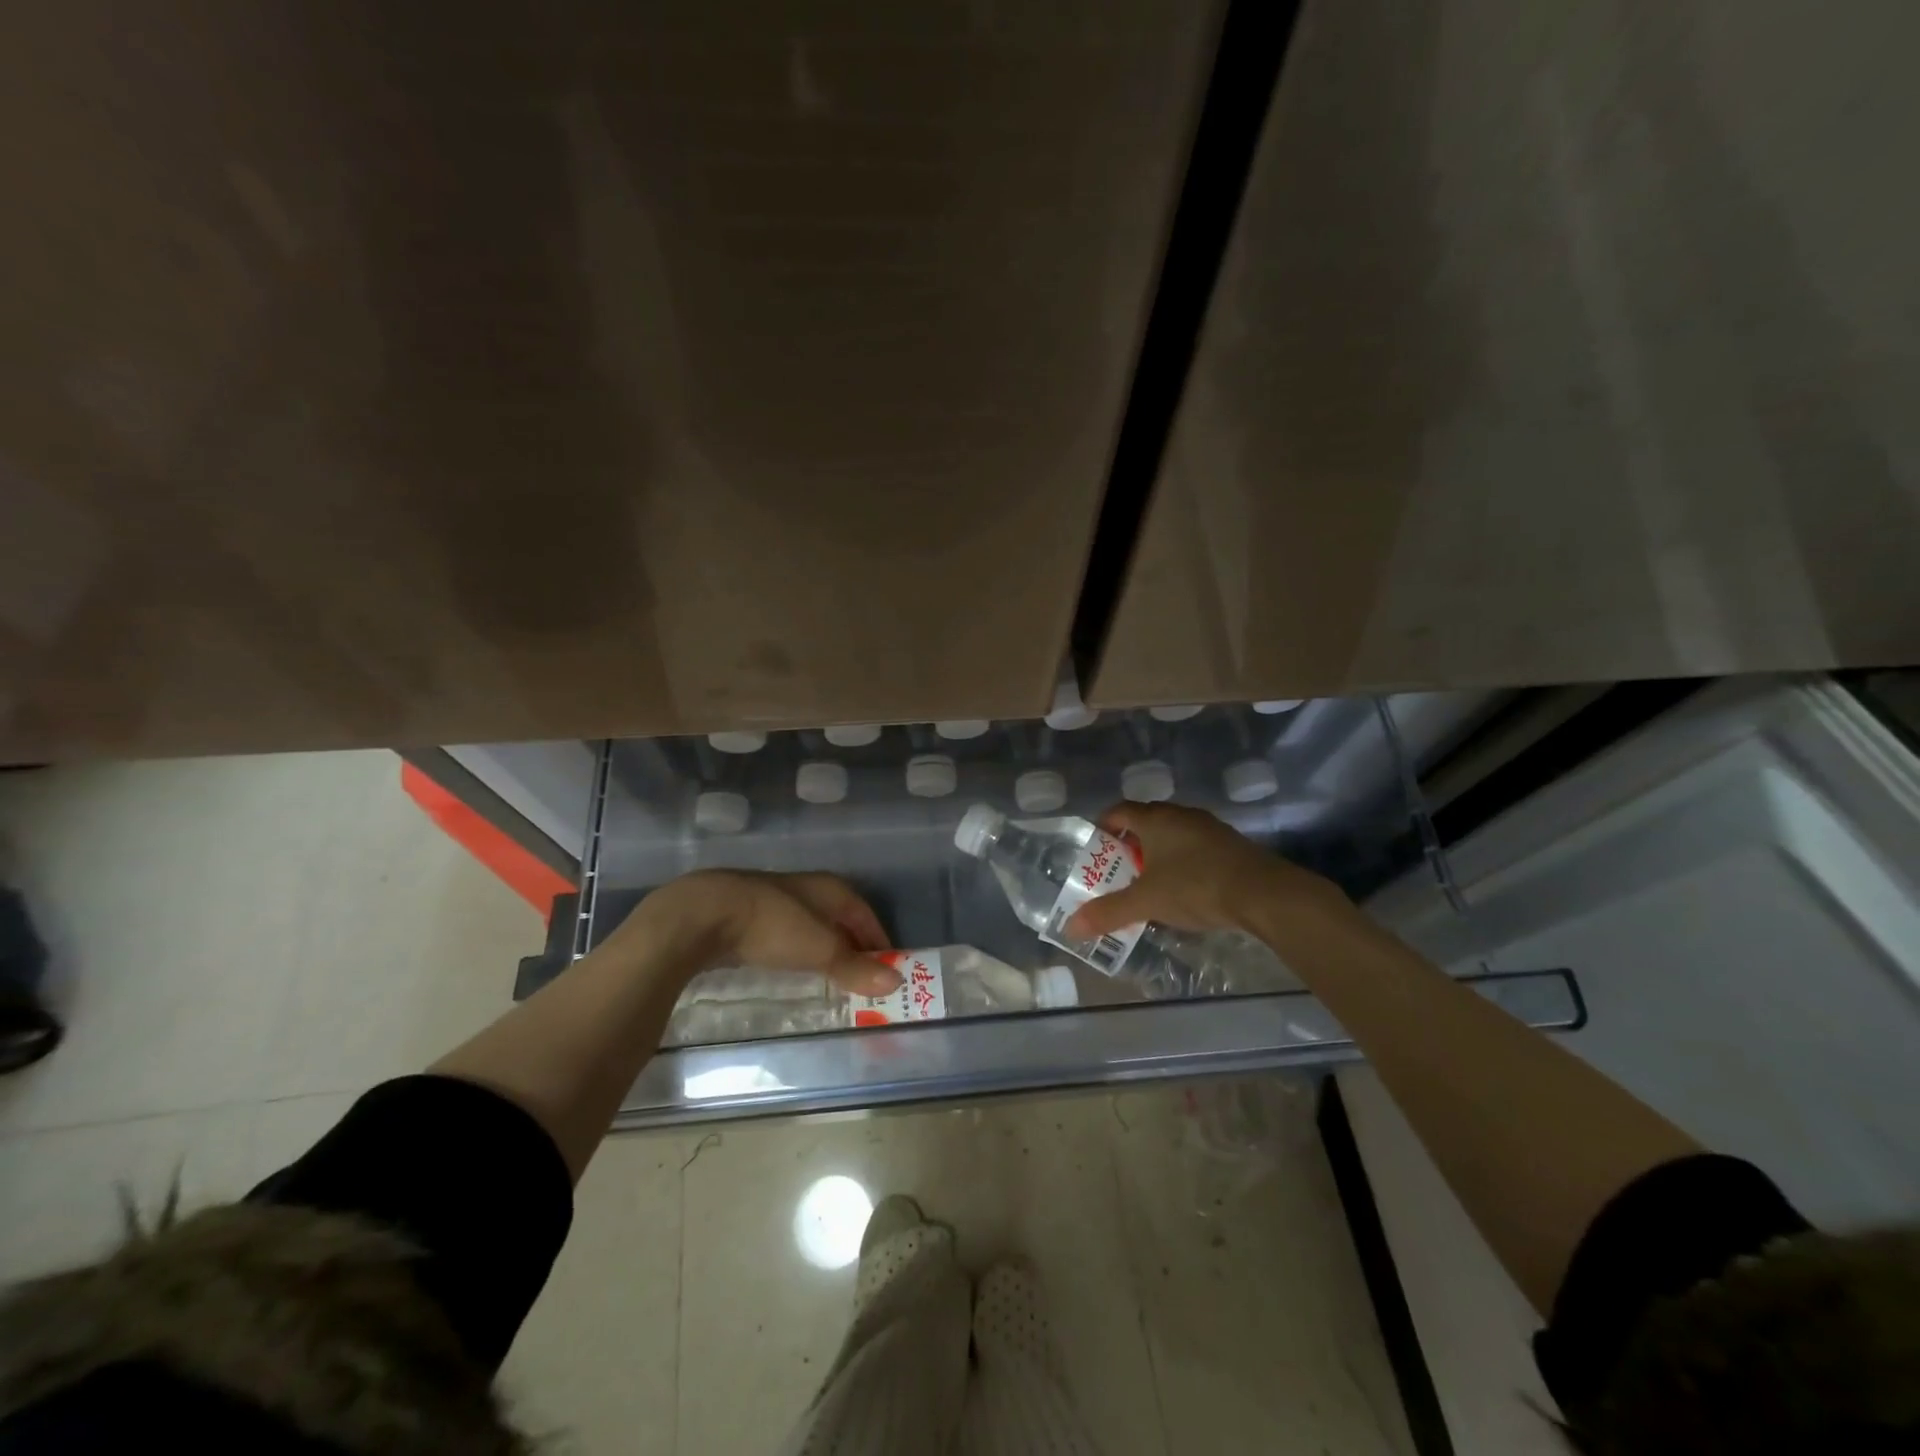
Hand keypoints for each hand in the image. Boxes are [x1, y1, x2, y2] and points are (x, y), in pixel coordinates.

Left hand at [613, 870, 900, 995]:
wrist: (703, 915)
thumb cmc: (772, 926)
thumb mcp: (819, 949)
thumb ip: (855, 967)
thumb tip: (897, 981)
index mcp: (829, 889)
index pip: (864, 913)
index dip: (878, 938)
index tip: (889, 966)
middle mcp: (806, 889)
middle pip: (839, 918)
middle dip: (852, 945)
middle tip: (862, 977)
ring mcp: (774, 900)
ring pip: (810, 925)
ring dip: (824, 948)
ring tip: (830, 976)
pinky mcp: (747, 916)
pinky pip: (784, 934)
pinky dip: (796, 950)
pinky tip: (790, 966)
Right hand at [1065, 802, 1354, 941]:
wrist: (1265, 893)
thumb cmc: (1196, 886)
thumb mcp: (1146, 902)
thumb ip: (1108, 912)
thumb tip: (1070, 927)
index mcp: (1156, 819)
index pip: (1121, 810)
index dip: (1105, 825)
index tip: (1097, 845)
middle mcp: (1181, 815)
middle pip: (1147, 821)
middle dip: (1130, 844)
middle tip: (1119, 869)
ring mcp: (1210, 828)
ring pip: (1174, 834)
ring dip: (1159, 853)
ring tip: (1150, 882)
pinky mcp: (1232, 845)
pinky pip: (1196, 847)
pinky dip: (1183, 862)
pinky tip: (1185, 889)